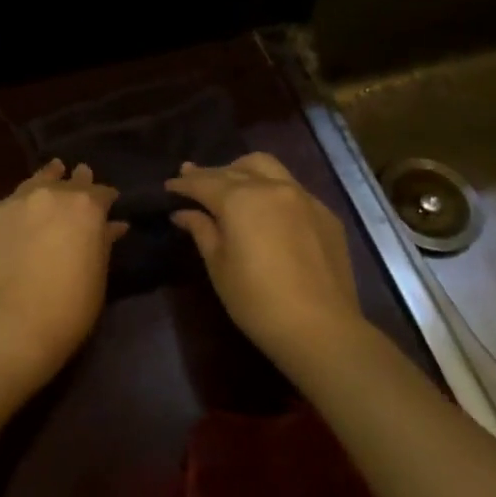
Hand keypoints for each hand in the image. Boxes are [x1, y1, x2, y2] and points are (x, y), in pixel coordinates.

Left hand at [0, 160, 125, 388]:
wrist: (15, 324)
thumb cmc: (71, 305)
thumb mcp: (98, 273)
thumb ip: (104, 241)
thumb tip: (114, 225)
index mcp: (85, 206)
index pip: (101, 192)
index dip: (106, 198)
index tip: (110, 203)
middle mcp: (50, 194)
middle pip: (66, 180)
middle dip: (76, 182)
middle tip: (80, 178)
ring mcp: (15, 202)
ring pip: (34, 183)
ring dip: (46, 181)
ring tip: (52, 174)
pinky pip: (8, 205)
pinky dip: (18, 208)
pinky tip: (19, 216)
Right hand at [166, 153, 364, 371]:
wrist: (320, 328)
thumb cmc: (256, 300)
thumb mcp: (219, 266)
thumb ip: (201, 230)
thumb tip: (184, 213)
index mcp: (240, 199)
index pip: (204, 182)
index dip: (184, 183)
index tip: (169, 185)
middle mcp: (272, 187)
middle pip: (235, 170)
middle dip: (211, 173)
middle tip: (193, 180)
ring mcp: (304, 198)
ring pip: (268, 168)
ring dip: (243, 171)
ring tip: (231, 184)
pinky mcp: (326, 214)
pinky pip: (292, 189)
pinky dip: (272, 189)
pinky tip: (267, 210)